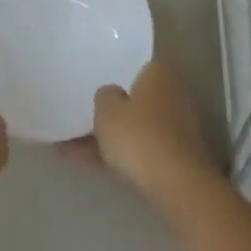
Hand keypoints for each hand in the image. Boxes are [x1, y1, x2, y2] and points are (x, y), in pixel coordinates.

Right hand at [70, 59, 217, 206]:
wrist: (177, 185)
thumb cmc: (138, 135)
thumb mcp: (106, 110)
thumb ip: (105, 95)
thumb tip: (113, 93)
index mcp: (160, 74)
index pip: (139, 65)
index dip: (118, 73)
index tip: (98, 82)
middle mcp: (174, 95)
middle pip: (138, 98)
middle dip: (114, 110)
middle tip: (85, 115)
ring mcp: (178, 128)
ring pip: (137, 126)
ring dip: (111, 136)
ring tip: (72, 148)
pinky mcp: (177, 157)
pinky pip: (141, 148)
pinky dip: (120, 154)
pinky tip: (89, 164)